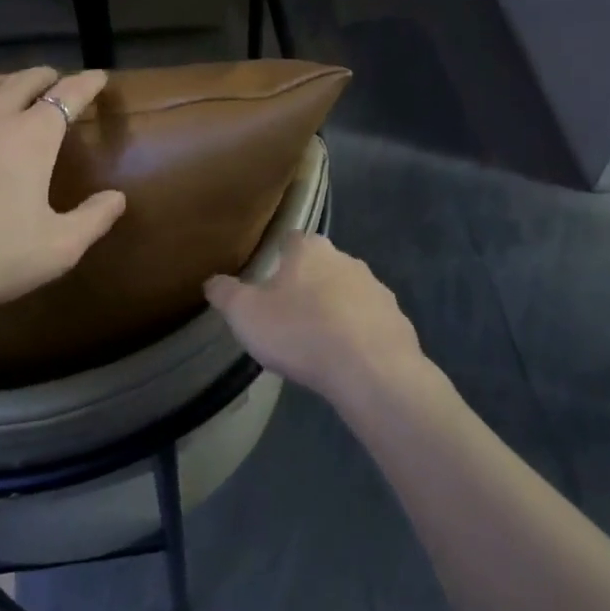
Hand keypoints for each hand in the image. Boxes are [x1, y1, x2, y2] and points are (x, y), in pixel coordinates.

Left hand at [0, 66, 125, 320]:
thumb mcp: (60, 248)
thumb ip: (94, 219)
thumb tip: (117, 197)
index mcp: (32, 137)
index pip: (68, 96)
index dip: (87, 83)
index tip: (98, 76)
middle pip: (22, 82)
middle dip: (44, 77)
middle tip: (53, 81)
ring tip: (4, 87)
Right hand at [203, 233, 425, 400]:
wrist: (371, 370)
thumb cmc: (300, 332)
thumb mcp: (246, 314)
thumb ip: (225, 294)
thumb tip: (212, 281)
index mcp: (310, 250)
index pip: (291, 240)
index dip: (278, 256)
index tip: (268, 278)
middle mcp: (347, 260)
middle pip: (321, 266)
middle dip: (306, 284)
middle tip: (287, 315)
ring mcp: (376, 289)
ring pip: (348, 293)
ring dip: (334, 309)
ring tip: (317, 341)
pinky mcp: (397, 320)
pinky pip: (369, 322)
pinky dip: (357, 334)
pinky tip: (346, 359)